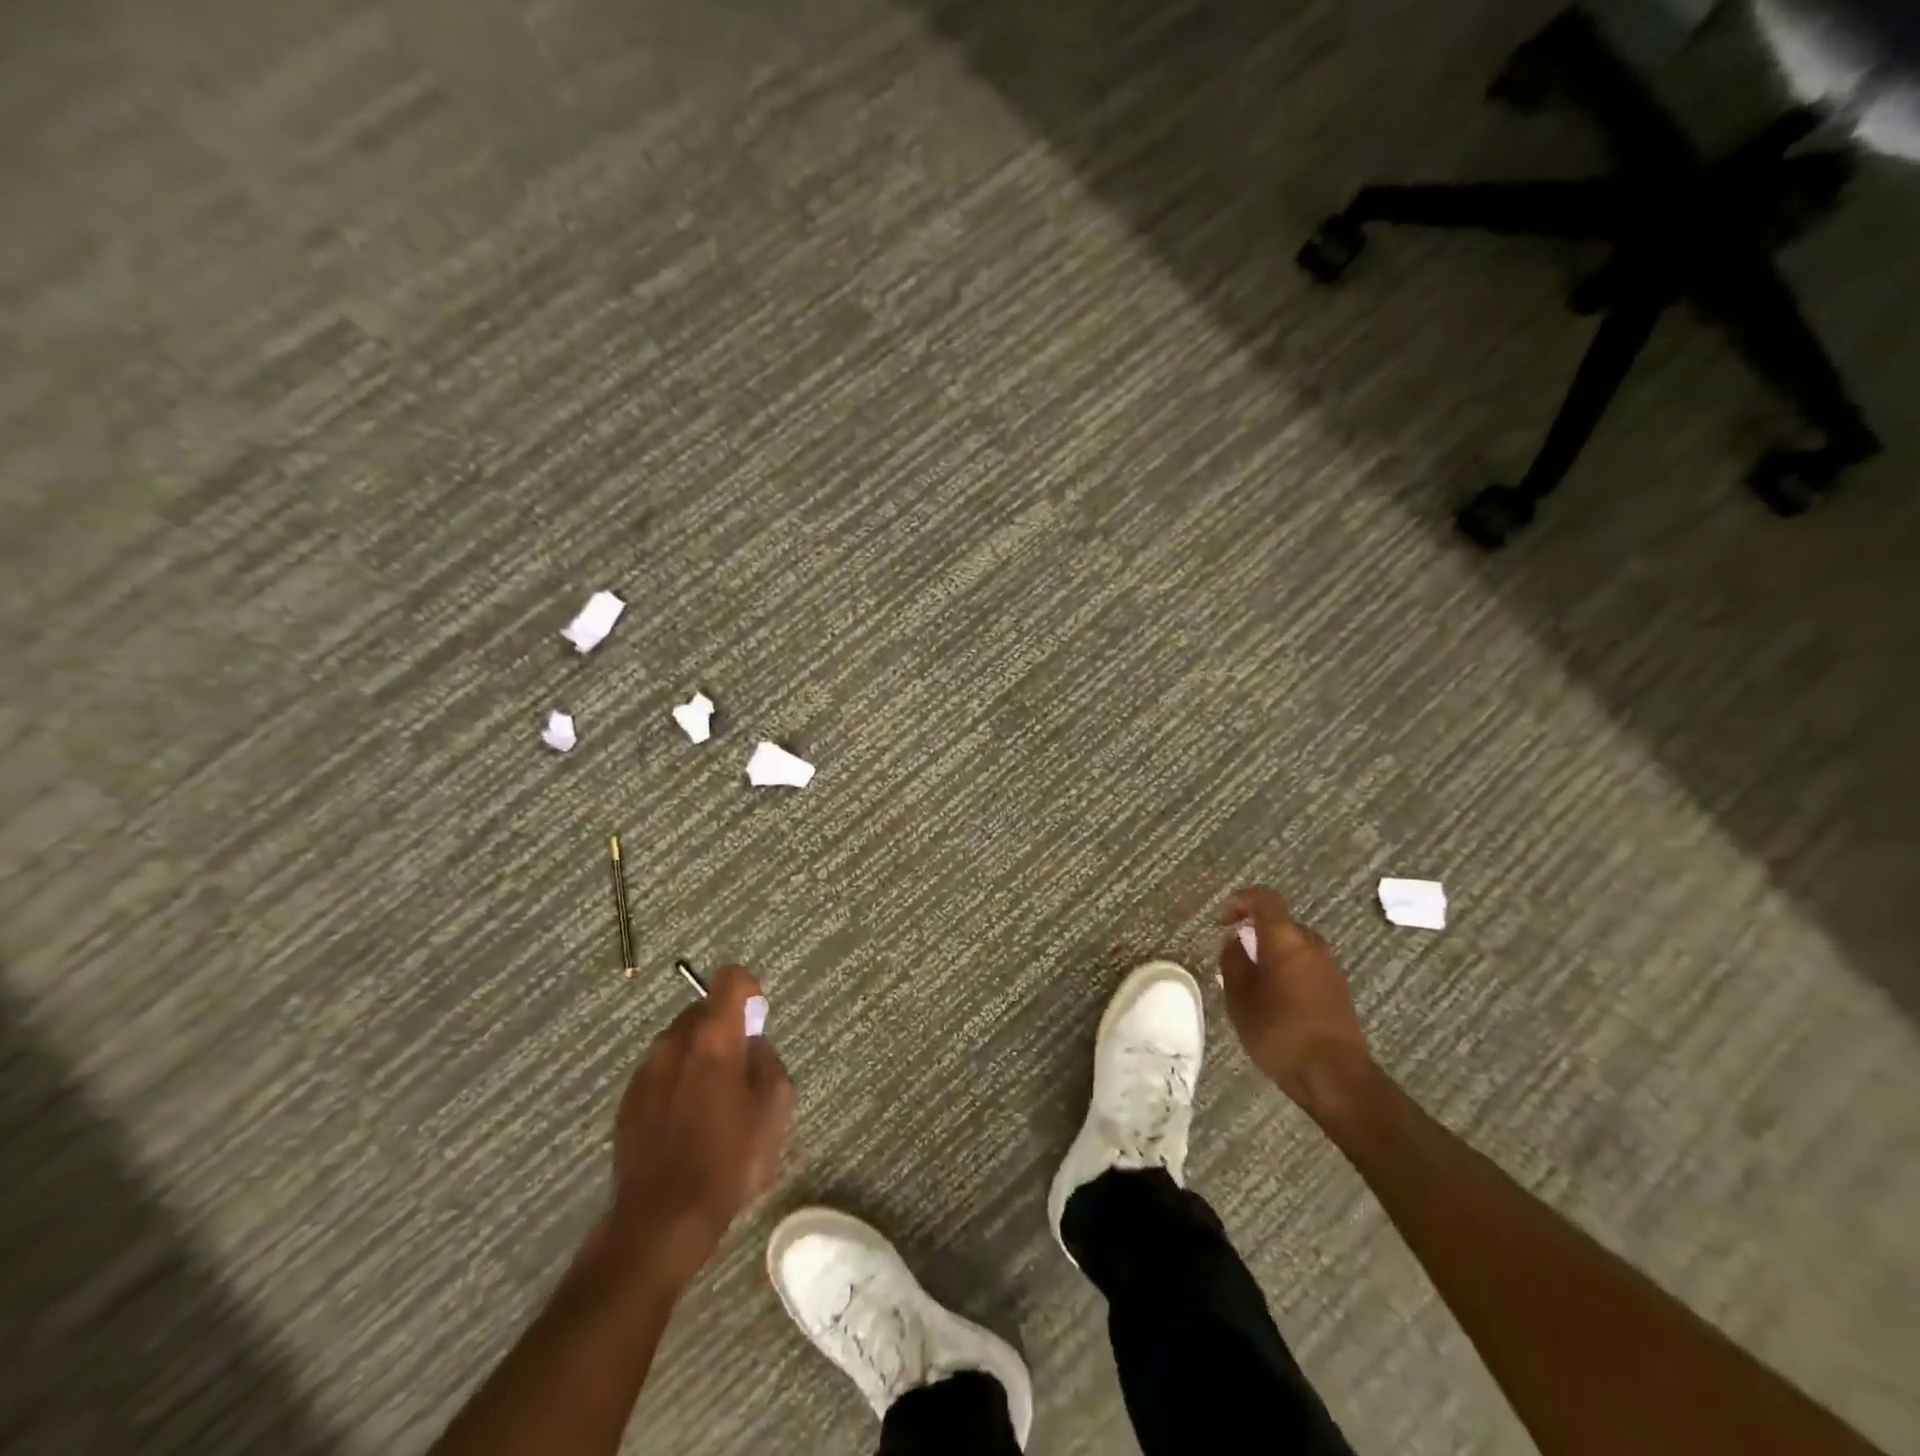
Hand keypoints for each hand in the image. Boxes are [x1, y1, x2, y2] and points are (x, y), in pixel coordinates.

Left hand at [606, 966, 792, 1289]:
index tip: (757, 1018)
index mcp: (714, 1037)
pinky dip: (675, 1082)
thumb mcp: (774, 1110)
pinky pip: (660, 1072)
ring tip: (711, 1103)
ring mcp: (646, 1071)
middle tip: (739, 1071)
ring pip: (679, 1042)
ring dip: (698, 1056)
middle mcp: (674, 1042)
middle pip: (703, 1010)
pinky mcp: (627, 1100)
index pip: (731, 979)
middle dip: (723, 1029)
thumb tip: (754, 1046)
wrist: (661, 1220)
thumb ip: (768, 1063)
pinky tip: (685, 1123)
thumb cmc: (728, 1161)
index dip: (748, 990)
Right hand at [1219, 886, 1372, 1116]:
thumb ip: (1233, 962)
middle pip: (1279, 923)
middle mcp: (1311, 944)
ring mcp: (1329, 966)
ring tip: (1252, 981)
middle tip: (1234, 955)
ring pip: (1294, 946)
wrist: (1334, 1075)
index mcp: (1285, 938)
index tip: (1223, 919)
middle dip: (1254, 932)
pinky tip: (1275, 1000)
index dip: (1240, 901)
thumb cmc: (1279, 1030)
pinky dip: (1288, 970)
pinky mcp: (1338, 989)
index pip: (1264, 899)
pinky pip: (1306, 966)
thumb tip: (1234, 941)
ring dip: (1272, 953)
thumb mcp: (1239, 997)